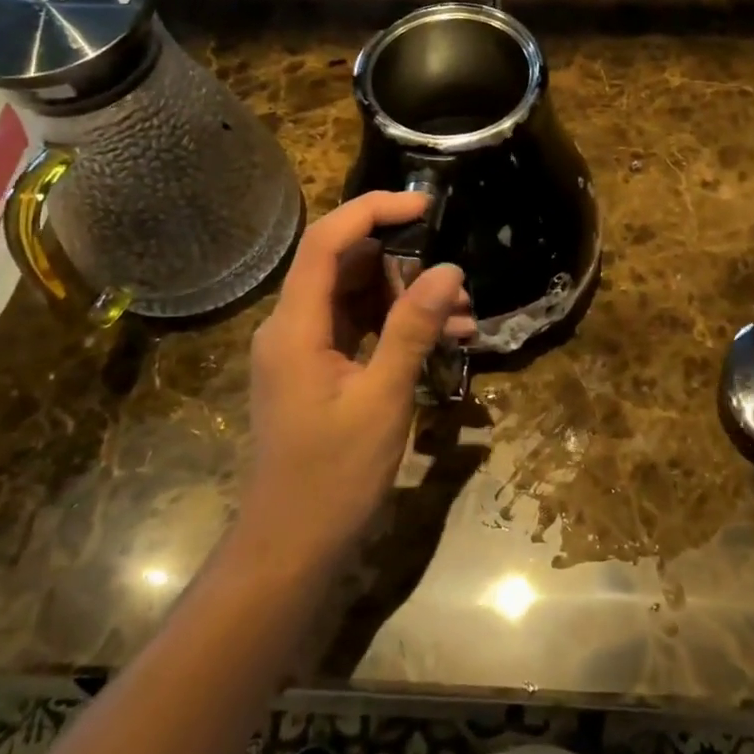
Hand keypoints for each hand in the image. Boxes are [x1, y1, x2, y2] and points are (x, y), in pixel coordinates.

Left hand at [240, 192, 467, 567]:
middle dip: (404, 267)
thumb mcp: (382, 399)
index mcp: (295, 325)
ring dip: (407, 301)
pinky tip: (441, 341)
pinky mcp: (317, 370)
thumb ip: (412, 329)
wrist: (290, 547)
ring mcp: (303, 349)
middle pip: (346, 267)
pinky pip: (358, 329)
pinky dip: (396, 328)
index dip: (373, 211)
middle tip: (457, 286)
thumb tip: (447, 270)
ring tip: (462, 321)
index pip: (327, 242)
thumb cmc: (332, 477)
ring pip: (357, 299)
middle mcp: (291, 326)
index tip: (424, 206)